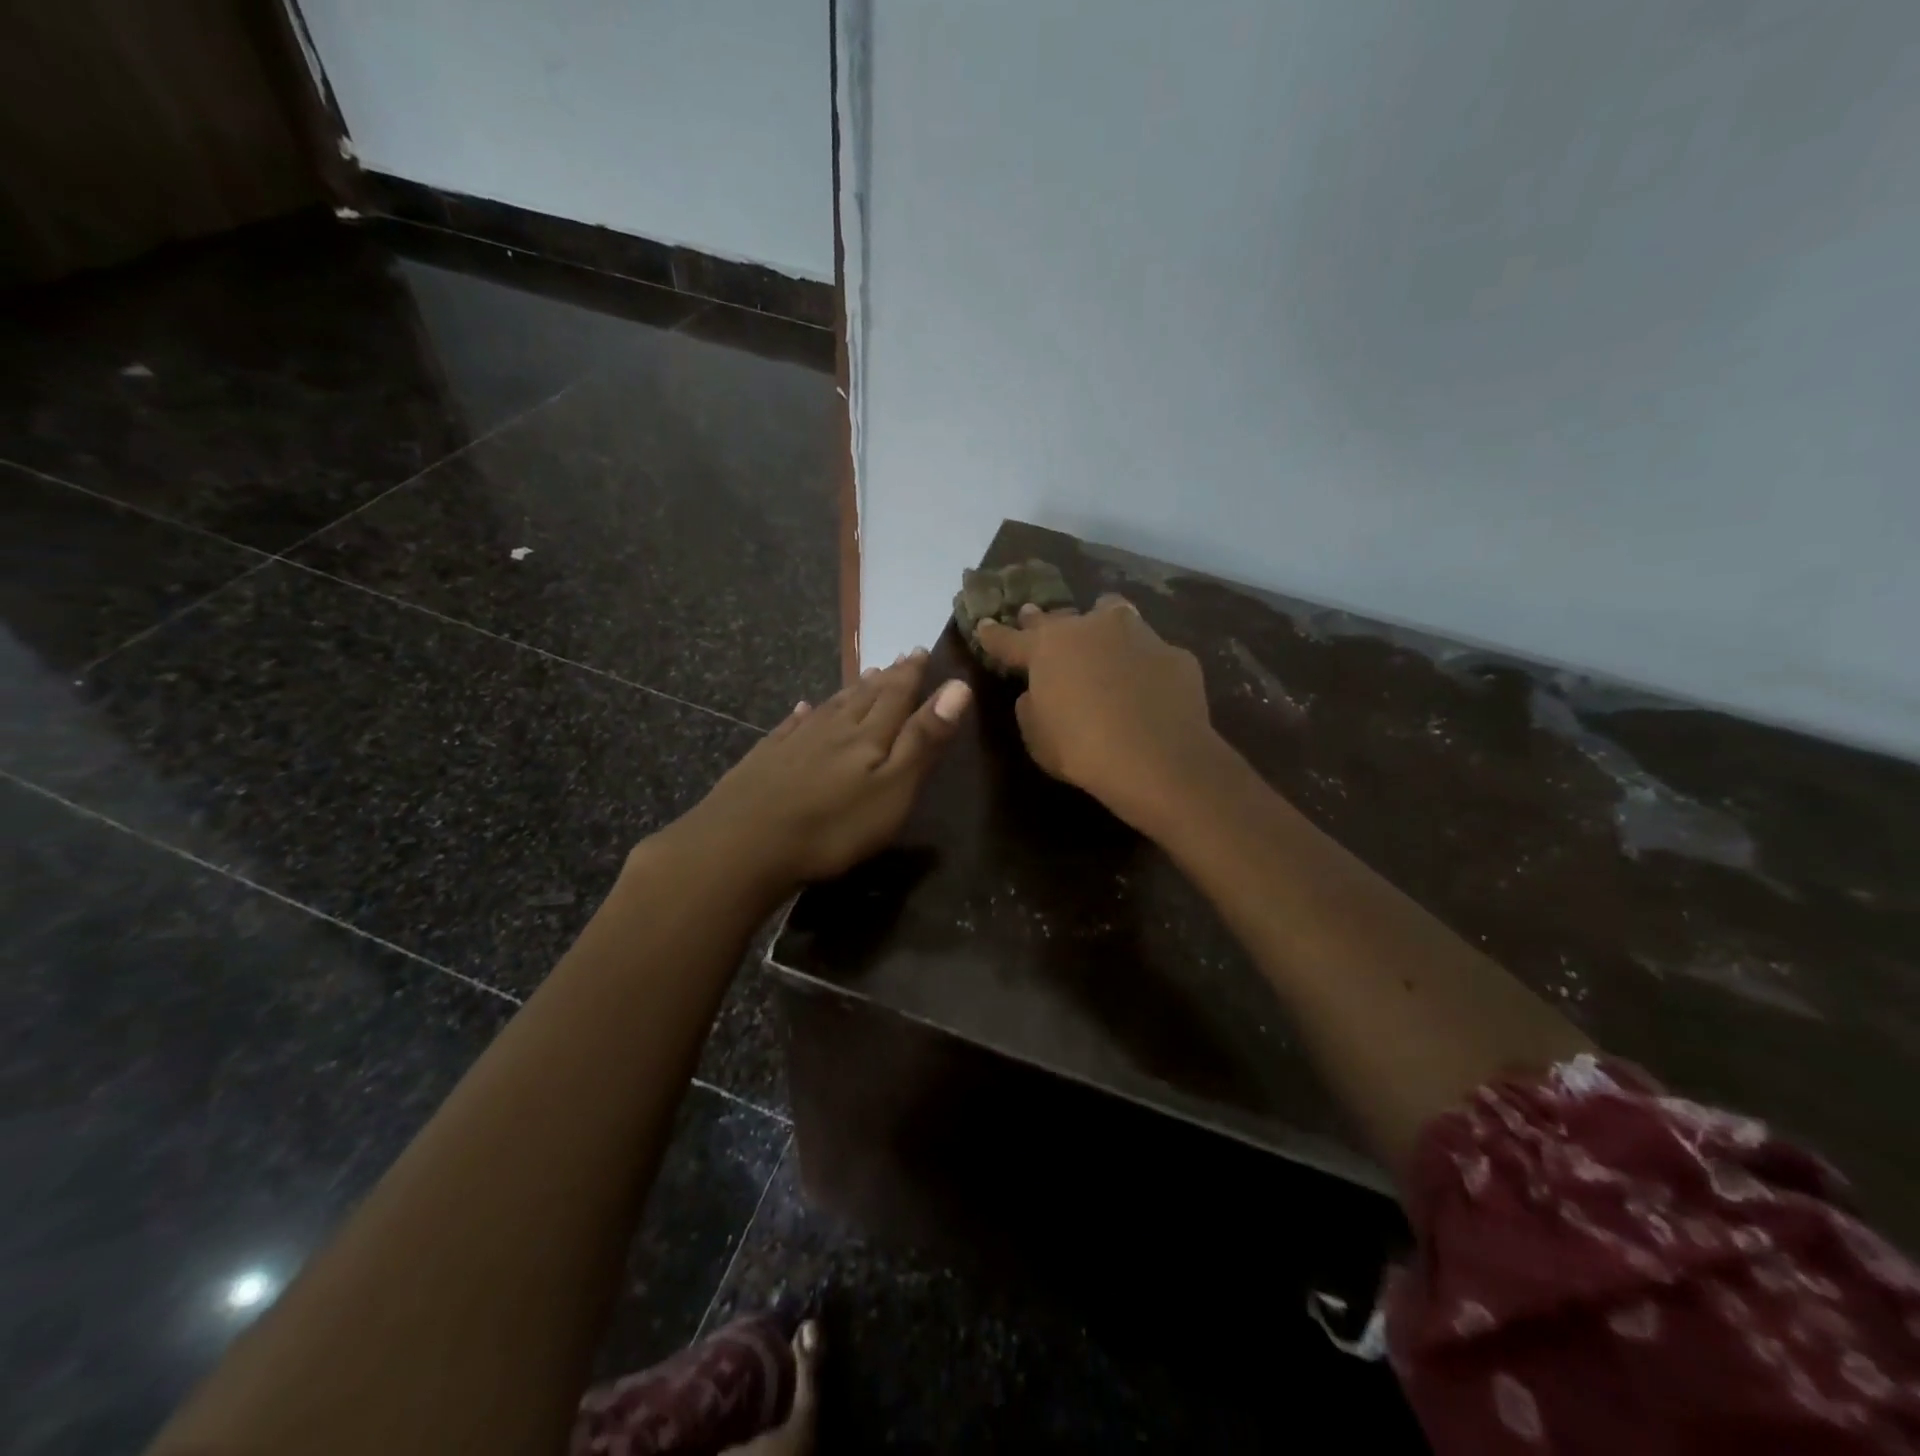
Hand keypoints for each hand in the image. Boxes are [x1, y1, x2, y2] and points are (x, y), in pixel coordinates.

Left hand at [676, 651, 972, 893]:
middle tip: (898, 659)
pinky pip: (790, 727)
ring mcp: (795, 743)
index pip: (896, 696)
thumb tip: (957, 686)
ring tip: (864, 676)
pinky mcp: (765, 760)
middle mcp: (833, 730)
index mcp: (868, 737)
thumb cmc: (833, 826)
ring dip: (850, 691)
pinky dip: (802, 715)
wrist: (743, 845)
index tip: (920, 651)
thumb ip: (923, 739)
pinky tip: (802, 708)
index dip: (911, 674)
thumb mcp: (893, 789)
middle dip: (885, 678)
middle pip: (863, 697)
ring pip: (830, 708)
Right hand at [976, 595, 1225, 835]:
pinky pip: (1150, 651)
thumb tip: (1036, 692)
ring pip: (1112, 613)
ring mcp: (1137, 634)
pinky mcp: (1173, 653)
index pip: (1009, 638)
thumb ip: (1031, 706)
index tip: (984, 624)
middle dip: (1043, 621)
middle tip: (1034, 619)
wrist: (1158, 758)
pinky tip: (1147, 684)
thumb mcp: (1037, 737)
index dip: (994, 634)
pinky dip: (1142, 662)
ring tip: (1101, 636)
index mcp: (1047, 648)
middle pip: (1059, 617)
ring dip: (1100, 624)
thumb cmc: (1082, 750)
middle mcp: (1090, 628)